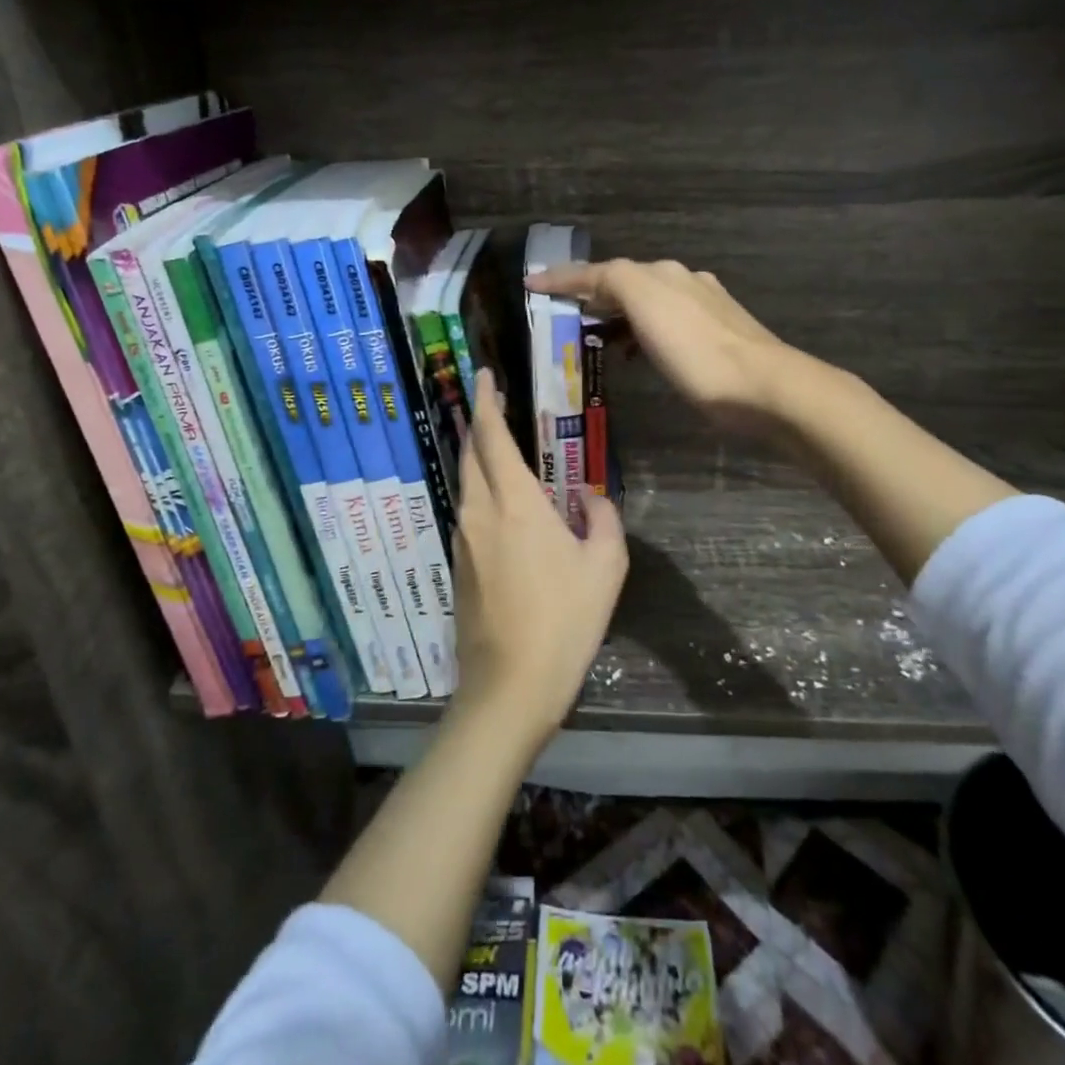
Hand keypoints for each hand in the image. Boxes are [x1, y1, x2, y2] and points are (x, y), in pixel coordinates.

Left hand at [452, 368, 628, 750]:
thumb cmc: (563, 622)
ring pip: (466, 483)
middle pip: (470, 453)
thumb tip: (592, 497)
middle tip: (494, 404)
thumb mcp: (605, 568)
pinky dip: (480, 491)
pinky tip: (502, 503)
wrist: (509, 688)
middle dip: (478, 422)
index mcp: (514, 504)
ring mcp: (463, 540)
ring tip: (501, 448)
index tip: (484, 375)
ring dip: (478, 458)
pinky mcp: (459, 566)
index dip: (486, 401)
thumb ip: (603, 519)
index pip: (492, 437)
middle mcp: (479, 513)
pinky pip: (468, 513)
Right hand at [527, 259, 791, 432]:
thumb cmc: (695, 349)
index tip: (531, 284)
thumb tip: (587, 280)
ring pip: (647, 305)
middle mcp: (683, 282)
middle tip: (561, 315)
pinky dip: (640, 335)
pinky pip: (664, 329)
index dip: (565, 277)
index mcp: (662, 273)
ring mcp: (704, 310)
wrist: (761, 387)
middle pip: (626, 283)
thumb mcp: (646, 303)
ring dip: (616, 317)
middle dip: (592, 295)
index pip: (603, 269)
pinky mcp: (715, 339)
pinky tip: (637, 355)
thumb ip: (612, 281)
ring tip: (593, 338)